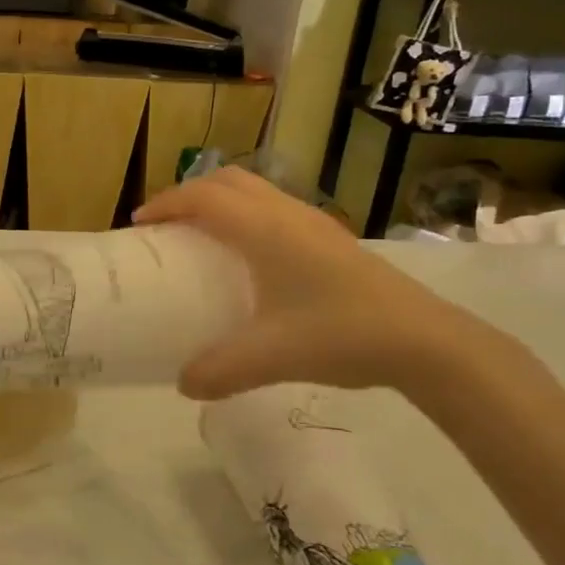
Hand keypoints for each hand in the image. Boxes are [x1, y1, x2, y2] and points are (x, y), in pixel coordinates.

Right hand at [134, 167, 487, 399]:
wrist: (424, 340)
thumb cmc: (340, 334)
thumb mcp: (270, 357)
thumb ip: (218, 370)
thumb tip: (182, 383)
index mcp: (265, 229)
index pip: (203, 197)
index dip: (166, 204)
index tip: (140, 225)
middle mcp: (286, 214)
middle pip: (228, 181)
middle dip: (190, 194)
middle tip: (167, 226)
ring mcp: (314, 223)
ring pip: (256, 191)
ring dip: (221, 201)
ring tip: (202, 237)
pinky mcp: (331, 240)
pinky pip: (274, 209)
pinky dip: (246, 216)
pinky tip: (250, 260)